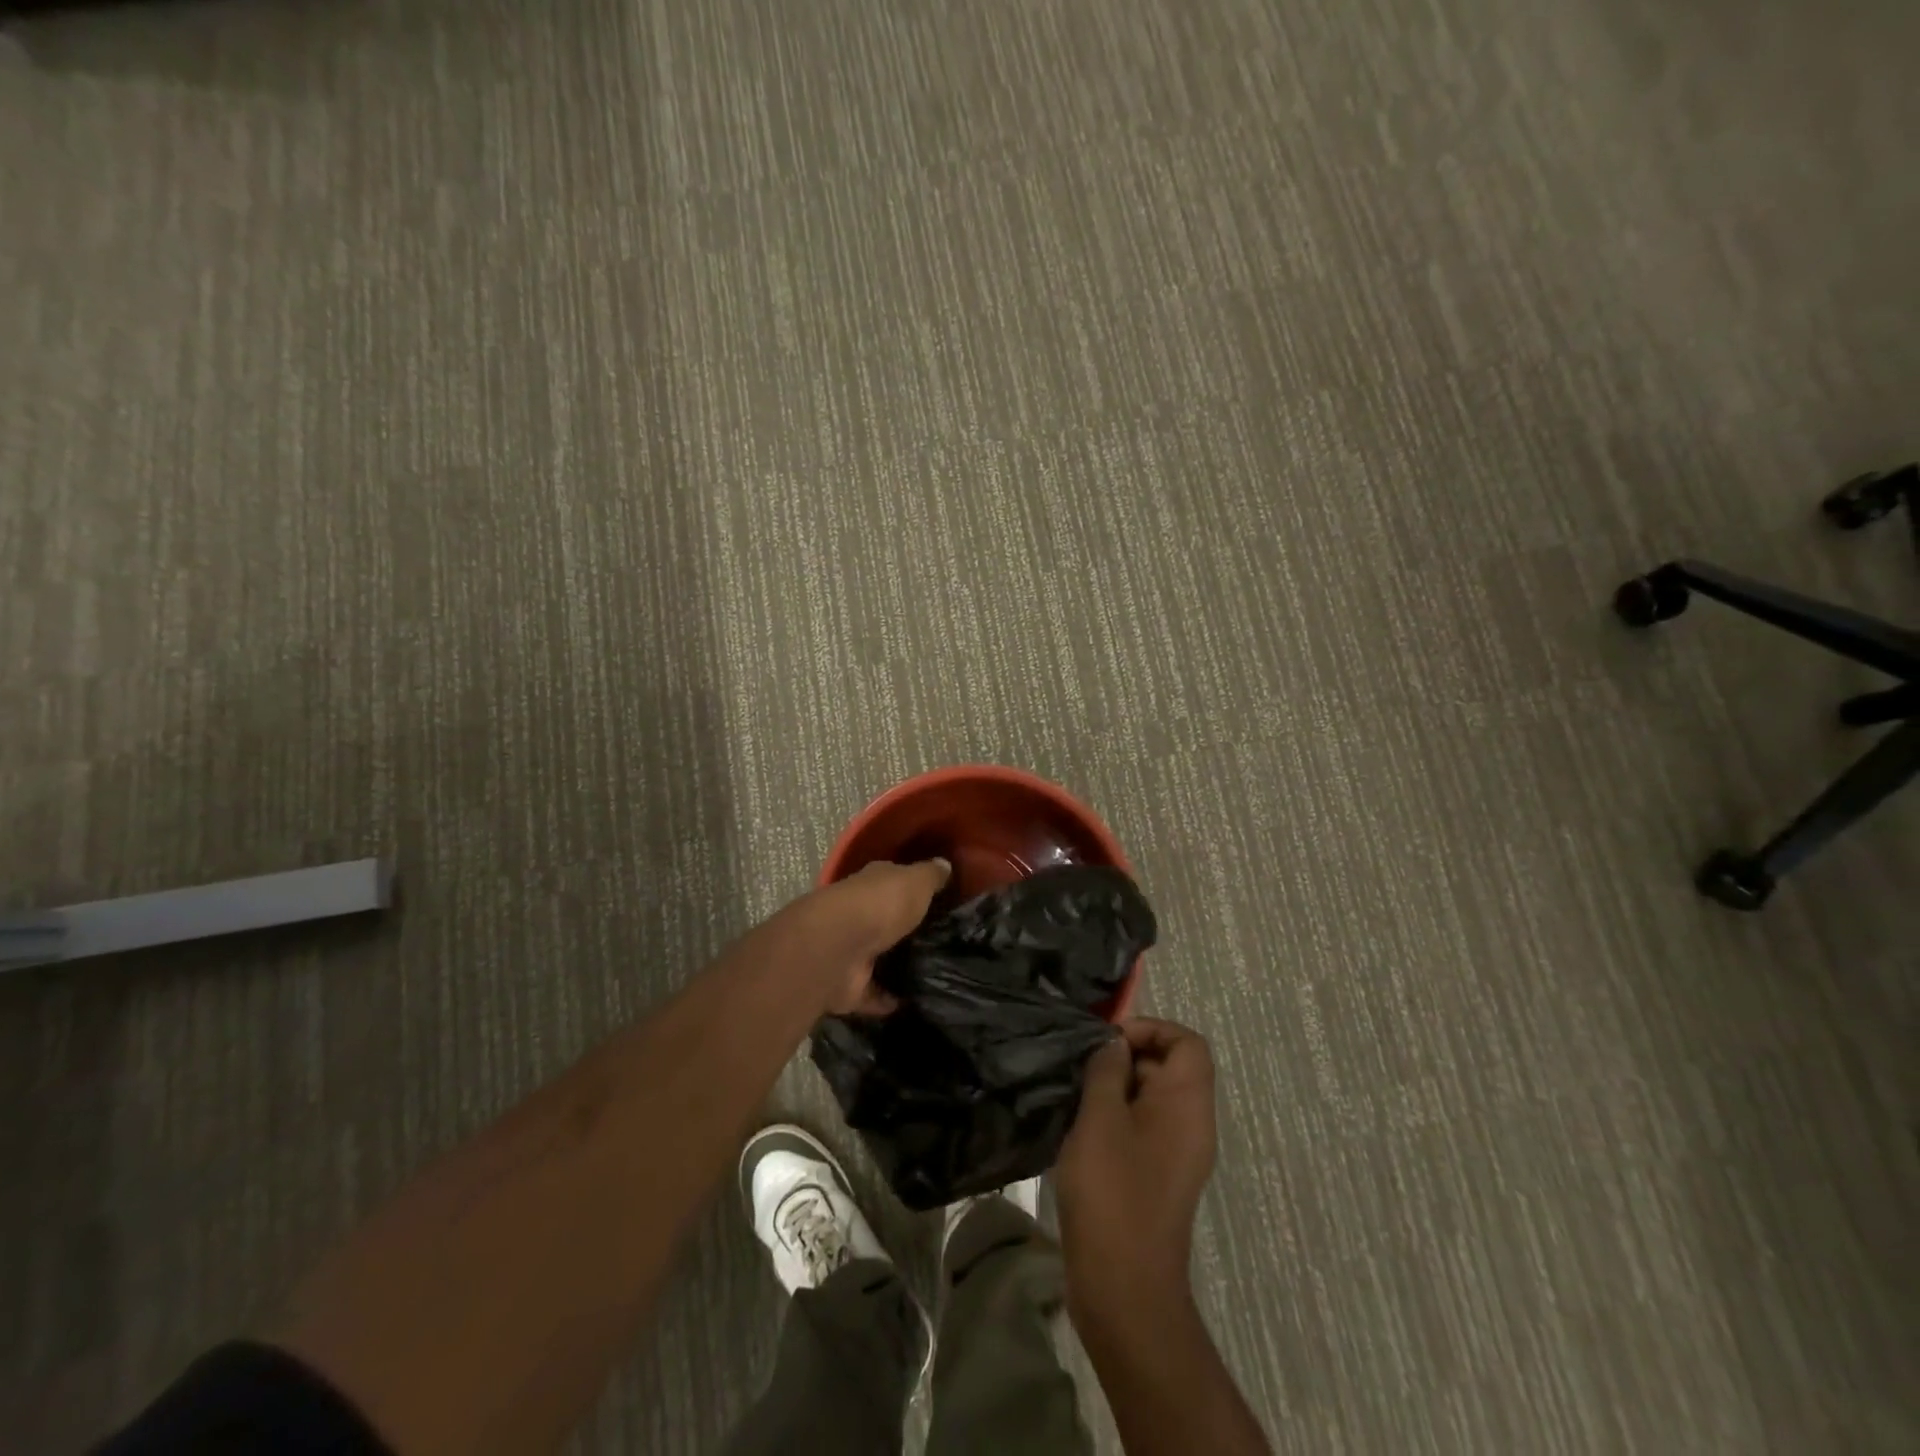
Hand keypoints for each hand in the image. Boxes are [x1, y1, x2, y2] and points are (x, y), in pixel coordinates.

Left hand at [792, 858, 950, 1015]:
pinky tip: (913, 1003)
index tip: (940, 899)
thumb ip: (931, 875)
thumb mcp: (916, 881)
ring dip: (897, 966)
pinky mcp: (849, 986)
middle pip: (886, 921)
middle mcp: (859, 914)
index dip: (914, 887)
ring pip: (878, 957)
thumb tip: (945, 863)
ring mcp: (851, 951)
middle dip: (906, 929)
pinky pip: (873, 993)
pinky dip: (887, 999)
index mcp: (872, 884)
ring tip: (935, 975)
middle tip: (944, 942)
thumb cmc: (880, 905)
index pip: (894, 880)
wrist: (837, 948)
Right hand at [1056, 1018, 1216, 1316]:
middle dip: (1125, 1058)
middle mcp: (1191, 1124)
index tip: (1109, 1043)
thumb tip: (1113, 1044)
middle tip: (1082, 1070)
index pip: (1187, 1042)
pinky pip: (1141, 1128)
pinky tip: (1079, 1131)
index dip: (1151, 1029)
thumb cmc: (1113, 1192)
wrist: (1124, 1288)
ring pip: (1150, 1098)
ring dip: (1114, 1089)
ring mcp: (1175, 1154)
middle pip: (1168, 1067)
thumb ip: (1106, 1070)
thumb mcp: (1101, 1118)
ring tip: (1075, 1098)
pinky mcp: (1156, 1177)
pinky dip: (1114, 1118)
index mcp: (1187, 1104)